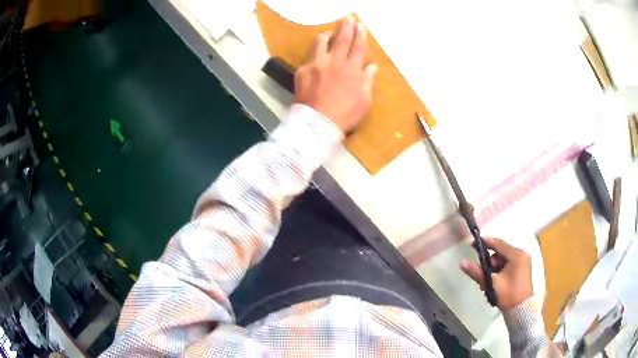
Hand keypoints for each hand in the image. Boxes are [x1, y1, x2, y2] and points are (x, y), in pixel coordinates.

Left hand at [294, 16, 377, 133]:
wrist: (318, 123)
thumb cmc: (346, 114)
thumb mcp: (365, 100)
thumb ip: (368, 80)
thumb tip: (372, 66)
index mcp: (353, 68)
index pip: (358, 47)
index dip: (360, 35)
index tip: (360, 26)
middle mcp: (335, 61)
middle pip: (342, 39)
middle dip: (346, 27)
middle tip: (348, 18)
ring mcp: (317, 64)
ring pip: (321, 42)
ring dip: (327, 35)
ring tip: (329, 33)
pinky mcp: (303, 70)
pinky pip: (309, 57)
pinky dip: (314, 53)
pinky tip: (315, 55)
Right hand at [460, 237, 532, 310]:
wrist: (521, 310)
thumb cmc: (508, 295)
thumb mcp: (491, 284)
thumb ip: (477, 272)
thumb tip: (462, 262)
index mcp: (516, 255)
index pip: (498, 244)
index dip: (485, 242)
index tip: (472, 244)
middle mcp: (522, 254)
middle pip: (500, 253)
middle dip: (490, 263)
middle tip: (483, 275)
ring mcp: (523, 261)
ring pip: (504, 259)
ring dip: (494, 269)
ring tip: (489, 283)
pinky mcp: (523, 269)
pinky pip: (508, 264)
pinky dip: (500, 271)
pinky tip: (495, 282)